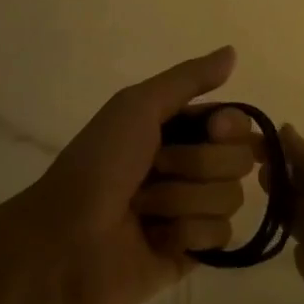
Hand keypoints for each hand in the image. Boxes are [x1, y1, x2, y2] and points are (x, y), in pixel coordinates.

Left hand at [11, 47, 256, 303]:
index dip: (229, 127)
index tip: (213, 129)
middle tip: (156, 169)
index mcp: (177, 130)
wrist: (65, 238)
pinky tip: (155, 237)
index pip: (235, 122)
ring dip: (183, 200)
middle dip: (197, 165)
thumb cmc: (99, 163)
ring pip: (230, 199)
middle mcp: (190, 167)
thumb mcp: (137, 106)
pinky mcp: (192, 251)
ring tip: (145, 208)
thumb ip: (188, 79)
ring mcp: (192, 211)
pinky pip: (222, 237)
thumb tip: (232, 51)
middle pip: (238, 160)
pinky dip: (186, 233)